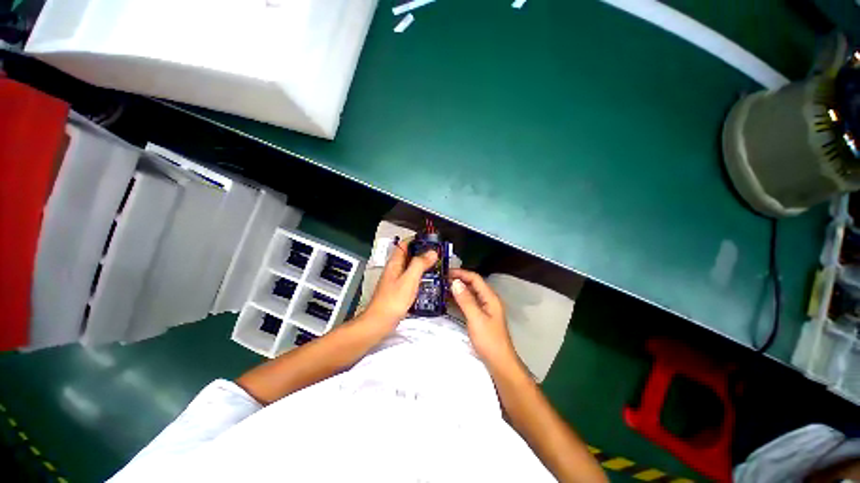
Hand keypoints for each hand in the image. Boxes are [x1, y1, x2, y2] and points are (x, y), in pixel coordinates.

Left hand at [363, 239, 437, 327]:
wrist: (380, 322)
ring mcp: (396, 280)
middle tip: (437, 254)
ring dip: (422, 265)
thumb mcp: (409, 279)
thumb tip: (432, 252)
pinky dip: (420, 277)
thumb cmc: (393, 300)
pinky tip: (429, 282)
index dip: (416, 240)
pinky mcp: (399, 290)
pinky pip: (411, 279)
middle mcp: (394, 270)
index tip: (430, 240)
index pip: (404, 245)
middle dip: (422, 252)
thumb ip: (419, 264)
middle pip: (408, 256)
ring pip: (410, 267)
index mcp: (395, 263)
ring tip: (436, 266)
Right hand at [449, 269, 518, 367]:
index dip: (461, 273)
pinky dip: (459, 299)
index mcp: (490, 297)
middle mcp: (488, 299)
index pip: (475, 278)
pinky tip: (449, 301)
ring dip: (458, 289)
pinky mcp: (480, 316)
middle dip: (458, 280)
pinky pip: (468, 303)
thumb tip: (454, 282)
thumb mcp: (475, 318)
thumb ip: (465, 300)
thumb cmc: (489, 340)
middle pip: (473, 284)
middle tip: (441, 279)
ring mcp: (484, 308)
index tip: (446, 272)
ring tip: (442, 288)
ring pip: (470, 293)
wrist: (499, 363)